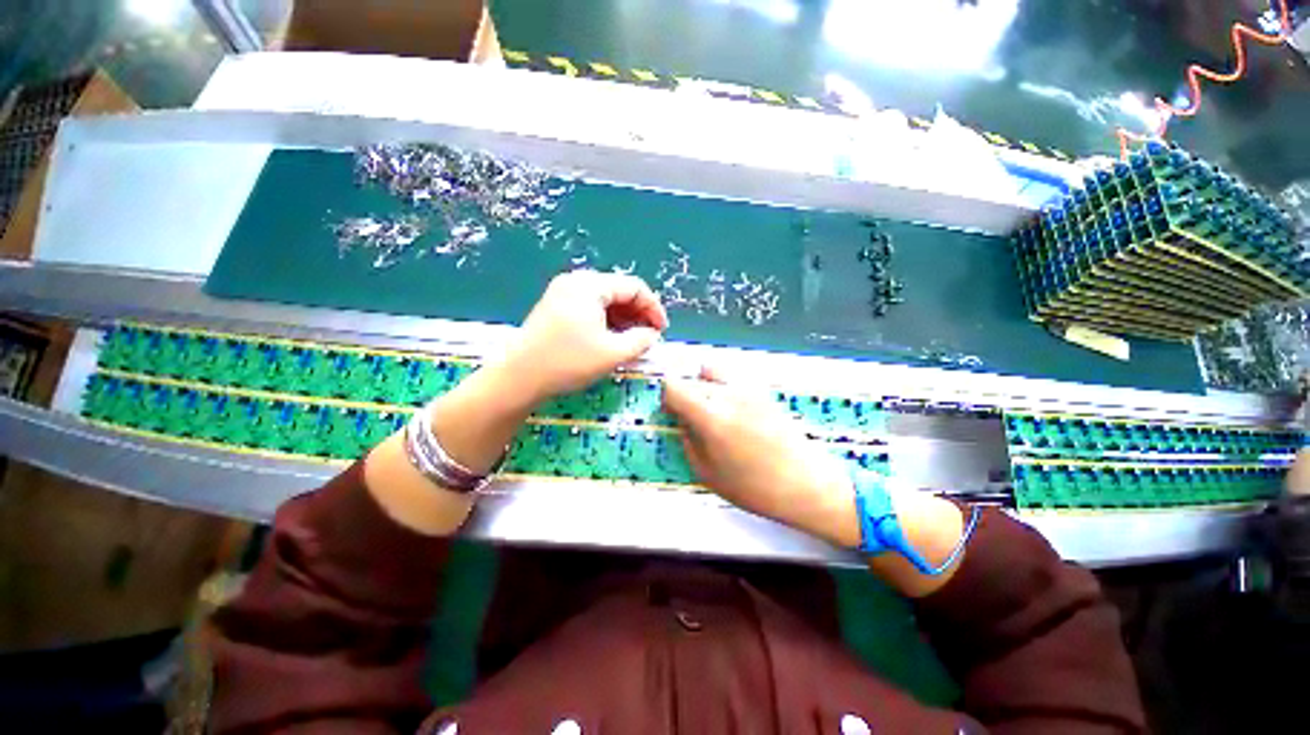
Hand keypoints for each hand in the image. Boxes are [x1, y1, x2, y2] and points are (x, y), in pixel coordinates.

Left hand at [497, 270, 668, 403]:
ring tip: (633, 341)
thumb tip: (652, 334)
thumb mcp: (613, 353)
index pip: (633, 287)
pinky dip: (606, 321)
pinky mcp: (555, 307)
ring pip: (604, 301)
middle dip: (638, 314)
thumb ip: (641, 340)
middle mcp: (575, 281)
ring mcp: (562, 293)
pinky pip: (590, 308)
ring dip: (623, 319)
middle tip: (649, 337)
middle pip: (618, 291)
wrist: (519, 378)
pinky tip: (612, 339)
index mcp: (590, 285)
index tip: (662, 330)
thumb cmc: (568, 362)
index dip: (653, 308)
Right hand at [661, 367, 859, 547]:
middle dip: (686, 396)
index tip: (672, 412)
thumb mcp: (708, 473)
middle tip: (694, 420)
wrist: (806, 483)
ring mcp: (748, 388)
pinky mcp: (763, 391)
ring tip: (716, 412)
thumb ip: (688, 441)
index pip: (673, 385)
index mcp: (710, 415)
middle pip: (692, 380)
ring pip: (712, 372)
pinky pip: (733, 379)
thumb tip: (681, 422)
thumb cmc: (754, 488)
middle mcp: (727, 393)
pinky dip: (725, 388)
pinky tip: (737, 414)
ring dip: (705, 387)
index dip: (667, 397)